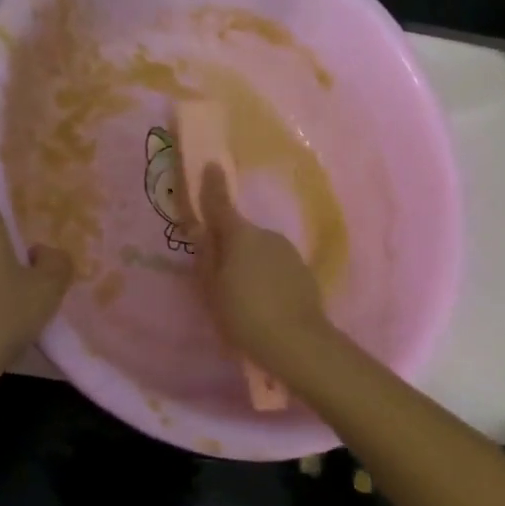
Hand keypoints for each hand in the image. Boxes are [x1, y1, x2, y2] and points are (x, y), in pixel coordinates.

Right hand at [192, 163, 333, 377]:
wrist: (297, 342)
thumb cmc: (244, 314)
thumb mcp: (212, 288)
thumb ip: (206, 256)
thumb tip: (201, 228)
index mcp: (239, 235)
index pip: (220, 204)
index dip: (212, 186)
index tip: (211, 164)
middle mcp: (266, 234)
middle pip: (240, 234)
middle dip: (229, 246)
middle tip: (217, 276)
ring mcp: (288, 252)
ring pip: (259, 251)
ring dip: (249, 264)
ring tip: (241, 298)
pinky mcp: (303, 272)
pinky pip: (275, 267)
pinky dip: (266, 277)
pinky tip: (263, 303)